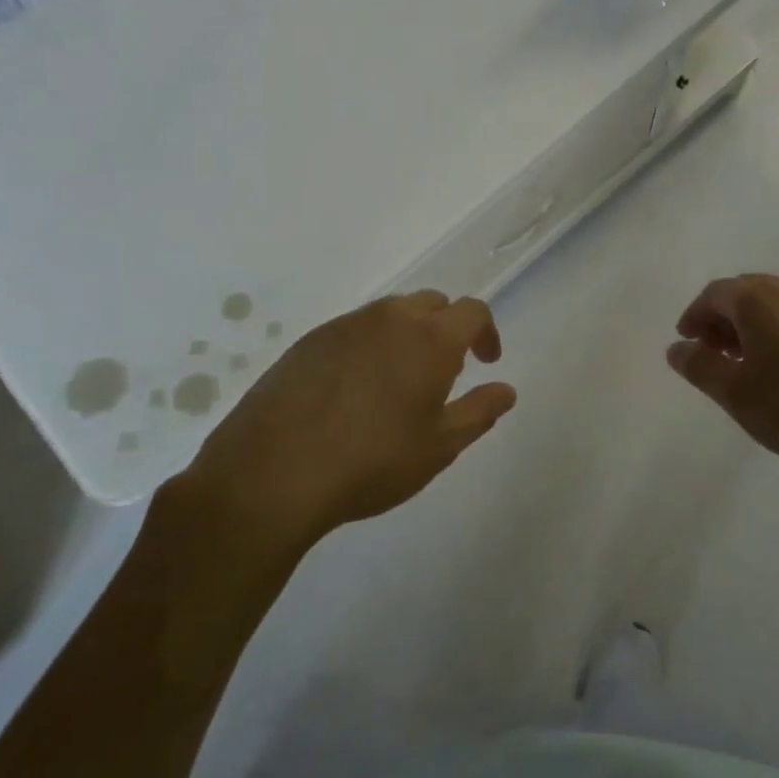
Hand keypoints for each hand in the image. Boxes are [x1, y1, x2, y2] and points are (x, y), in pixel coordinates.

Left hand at [179, 291, 517, 549]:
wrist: (272, 474)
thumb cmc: (372, 462)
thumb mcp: (439, 447)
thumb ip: (479, 412)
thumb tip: (506, 390)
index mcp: (430, 338)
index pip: (473, 311)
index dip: (486, 332)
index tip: (485, 363)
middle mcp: (389, 319)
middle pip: (431, 304)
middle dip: (447, 328)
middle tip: (444, 371)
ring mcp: (344, 326)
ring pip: (390, 314)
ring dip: (407, 334)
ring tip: (400, 380)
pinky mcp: (308, 341)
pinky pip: (353, 330)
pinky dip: (369, 345)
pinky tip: (355, 390)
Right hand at [667, 275, 778, 532]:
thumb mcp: (738, 395)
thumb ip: (700, 366)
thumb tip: (677, 347)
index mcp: (761, 299)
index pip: (715, 292)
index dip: (695, 315)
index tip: (688, 341)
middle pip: (748, 292)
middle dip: (725, 319)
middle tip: (716, 352)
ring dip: (758, 325)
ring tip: (755, 363)